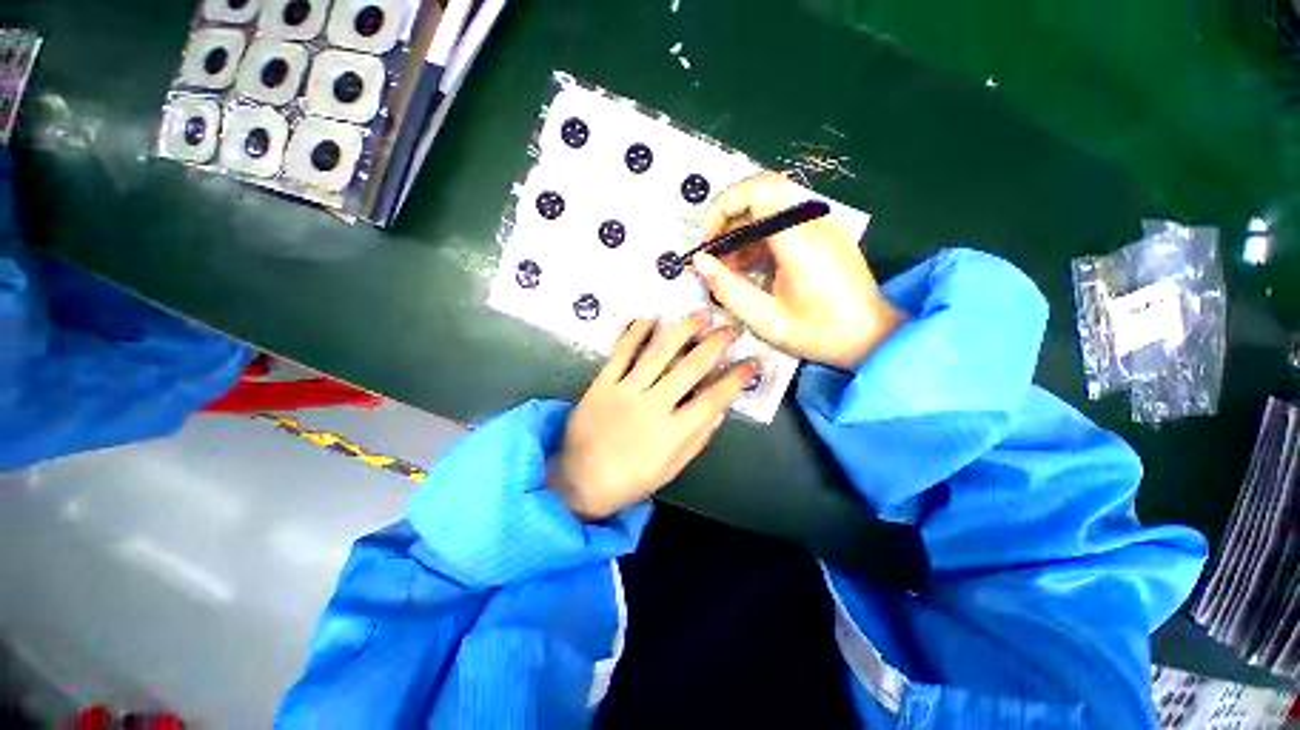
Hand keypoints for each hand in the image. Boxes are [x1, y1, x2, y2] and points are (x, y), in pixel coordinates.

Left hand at [549, 314, 757, 519]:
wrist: (579, 479)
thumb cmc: (629, 479)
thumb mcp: (670, 469)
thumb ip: (697, 439)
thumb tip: (720, 411)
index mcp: (671, 433)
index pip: (712, 400)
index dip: (735, 380)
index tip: (753, 363)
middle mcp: (652, 406)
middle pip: (689, 369)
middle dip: (715, 345)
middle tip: (731, 328)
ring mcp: (625, 392)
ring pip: (658, 354)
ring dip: (682, 331)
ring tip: (701, 314)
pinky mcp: (602, 384)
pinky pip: (620, 354)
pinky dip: (634, 334)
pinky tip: (649, 318)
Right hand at [692, 174, 906, 370]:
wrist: (872, 337)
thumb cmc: (820, 334)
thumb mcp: (767, 320)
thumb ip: (729, 289)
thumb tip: (699, 262)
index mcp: (800, 241)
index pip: (759, 191)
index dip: (724, 206)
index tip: (707, 240)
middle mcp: (813, 223)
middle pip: (763, 191)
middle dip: (728, 217)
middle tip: (712, 251)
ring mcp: (821, 226)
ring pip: (771, 207)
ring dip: (742, 230)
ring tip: (725, 266)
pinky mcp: (823, 234)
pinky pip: (783, 222)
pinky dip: (758, 238)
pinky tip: (747, 267)